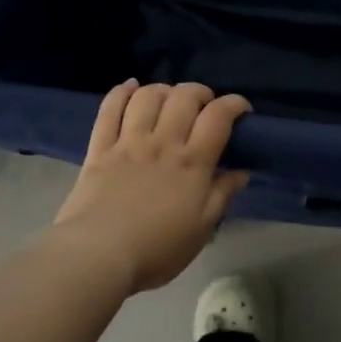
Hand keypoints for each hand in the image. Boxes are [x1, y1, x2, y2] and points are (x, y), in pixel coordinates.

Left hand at [53, 80, 251, 293]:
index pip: (218, 117)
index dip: (234, 104)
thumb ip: (223, 195)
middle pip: (184, 97)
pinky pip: (109, 109)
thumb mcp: (202, 229)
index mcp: (192, 163)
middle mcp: (163, 142)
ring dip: (164, 89)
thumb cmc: (157, 249)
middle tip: (205, 105)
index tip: (241, 109)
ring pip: (148, 96)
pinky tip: (131, 87)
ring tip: (170, 99)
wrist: (98, 254)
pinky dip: (121, 92)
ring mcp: (129, 142)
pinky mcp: (100, 148)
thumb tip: (241, 171)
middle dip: (200, 92)